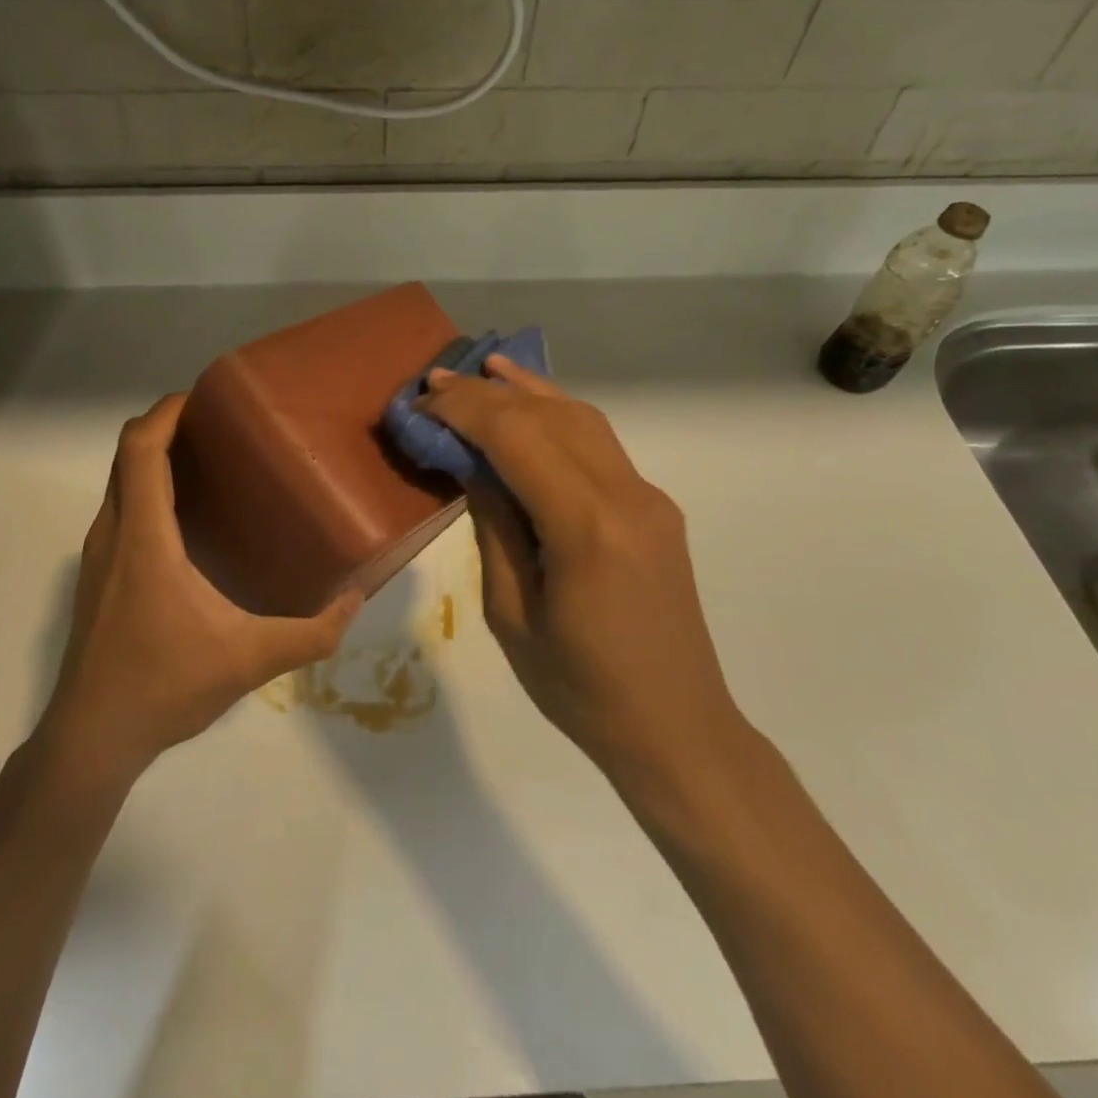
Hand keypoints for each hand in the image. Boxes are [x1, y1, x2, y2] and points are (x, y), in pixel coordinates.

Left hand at [40, 394, 361, 784]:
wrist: (92, 738)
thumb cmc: (165, 685)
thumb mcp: (250, 659)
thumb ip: (312, 633)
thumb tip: (356, 600)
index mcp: (145, 538)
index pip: (141, 449)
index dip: (167, 412)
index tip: (204, 397)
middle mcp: (114, 534)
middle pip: (127, 455)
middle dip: (165, 426)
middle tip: (217, 425)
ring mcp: (98, 556)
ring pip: (119, 483)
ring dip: (153, 459)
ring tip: (207, 462)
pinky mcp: (96, 577)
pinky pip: (119, 510)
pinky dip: (145, 491)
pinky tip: (185, 520)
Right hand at [419, 358, 746, 791]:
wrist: (675, 726)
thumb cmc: (578, 688)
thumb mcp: (511, 614)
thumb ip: (494, 527)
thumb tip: (473, 466)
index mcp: (585, 527)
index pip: (516, 438)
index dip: (464, 411)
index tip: (422, 404)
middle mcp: (625, 495)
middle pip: (550, 417)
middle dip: (489, 394)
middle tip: (437, 382)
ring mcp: (648, 497)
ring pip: (583, 419)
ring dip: (530, 392)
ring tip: (484, 371)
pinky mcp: (655, 508)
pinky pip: (602, 446)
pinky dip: (561, 417)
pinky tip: (534, 407)